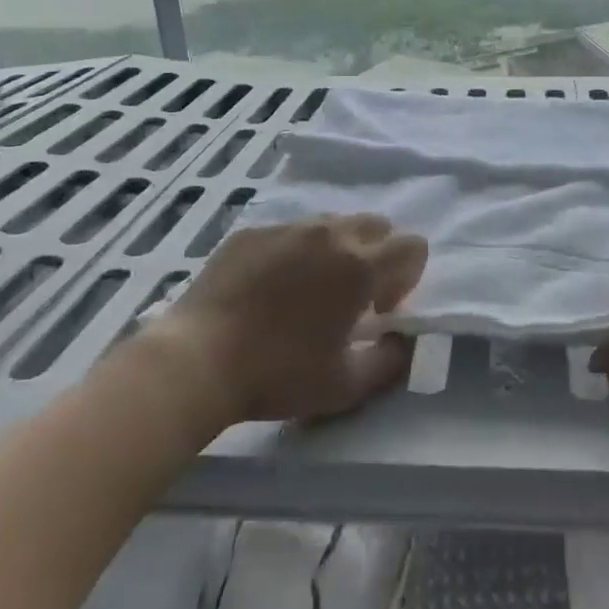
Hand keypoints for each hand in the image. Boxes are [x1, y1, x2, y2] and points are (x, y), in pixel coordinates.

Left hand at [152, 214, 427, 426]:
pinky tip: (270, 288)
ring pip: (333, 223)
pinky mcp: (252, 231)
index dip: (407, 278)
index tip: (379, 309)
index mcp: (359, 266)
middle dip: (378, 255)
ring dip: (338, 250)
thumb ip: (390, 360)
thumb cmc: (278, 375)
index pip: (412, 246)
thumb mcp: (345, 385)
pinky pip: (291, 230)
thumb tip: (402, 340)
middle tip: (351, 297)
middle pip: (377, 225)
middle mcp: (329, 234)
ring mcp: (288, 227)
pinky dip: (296, 251)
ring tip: (309, 291)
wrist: (196, 360)